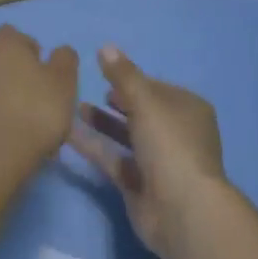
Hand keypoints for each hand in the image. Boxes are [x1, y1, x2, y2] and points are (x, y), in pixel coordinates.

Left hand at [0, 25, 79, 186]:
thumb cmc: (35, 112)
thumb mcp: (65, 83)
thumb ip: (65, 60)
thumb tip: (58, 51)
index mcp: (4, 45)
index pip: (13, 35)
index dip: (28, 50)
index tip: (42, 72)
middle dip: (8, 71)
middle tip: (29, 95)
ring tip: (16, 119)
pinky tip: (2, 136)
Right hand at [70, 45, 226, 254]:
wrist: (181, 210)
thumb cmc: (170, 145)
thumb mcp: (146, 102)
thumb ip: (123, 75)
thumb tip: (105, 47)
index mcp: (188, 109)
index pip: (156, 87)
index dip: (131, 80)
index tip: (104, 73)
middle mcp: (176, 133)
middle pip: (142, 112)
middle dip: (117, 101)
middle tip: (89, 92)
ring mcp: (159, 162)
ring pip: (127, 136)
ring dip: (103, 123)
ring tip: (75, 108)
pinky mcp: (140, 186)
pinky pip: (115, 160)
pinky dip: (95, 147)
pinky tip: (69, 135)